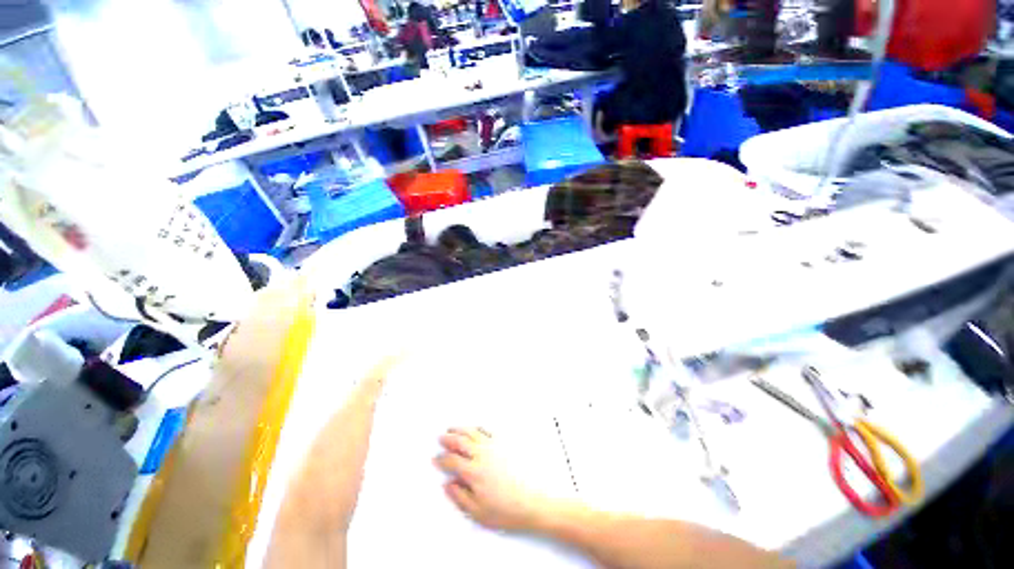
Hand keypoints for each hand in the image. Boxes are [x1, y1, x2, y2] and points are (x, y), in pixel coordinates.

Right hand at [434, 427, 557, 531]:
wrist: (533, 501)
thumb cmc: (505, 510)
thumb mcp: (478, 512)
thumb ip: (460, 497)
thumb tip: (447, 484)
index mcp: (473, 471)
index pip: (452, 460)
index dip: (442, 459)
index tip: (436, 458)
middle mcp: (482, 454)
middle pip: (461, 441)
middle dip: (448, 438)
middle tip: (441, 437)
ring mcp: (494, 446)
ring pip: (473, 432)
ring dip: (461, 429)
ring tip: (453, 428)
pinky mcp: (505, 443)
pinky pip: (488, 430)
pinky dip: (478, 428)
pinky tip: (475, 428)